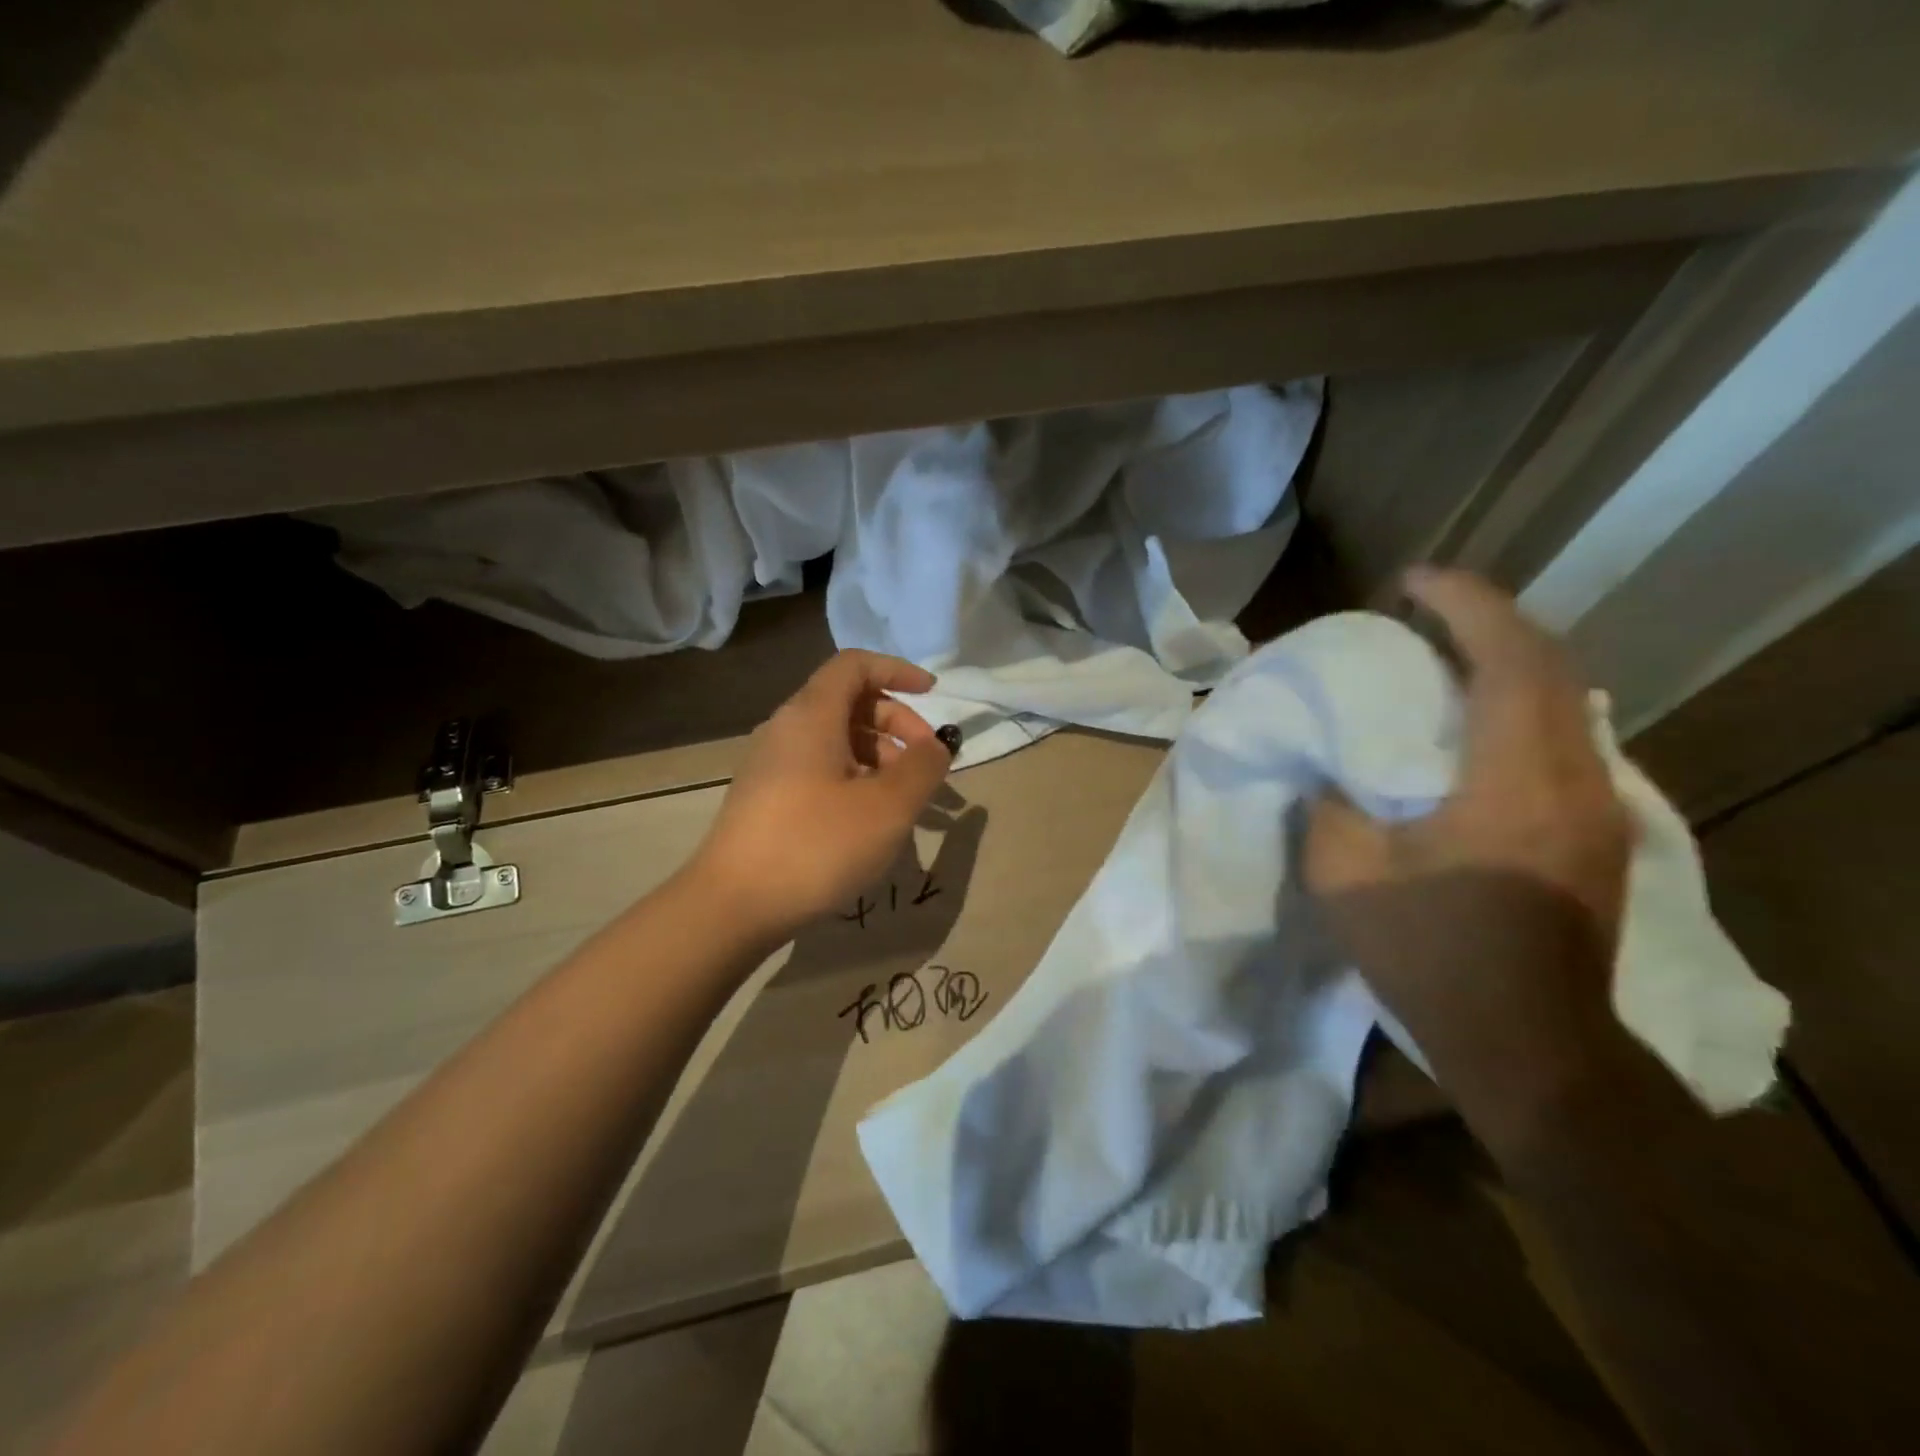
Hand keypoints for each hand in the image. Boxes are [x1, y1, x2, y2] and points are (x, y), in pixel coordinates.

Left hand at [685, 650, 955, 943]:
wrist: (732, 906)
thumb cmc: (816, 845)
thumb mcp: (887, 806)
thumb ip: (922, 767)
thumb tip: (936, 745)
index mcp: (811, 715)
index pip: (855, 665)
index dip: (897, 670)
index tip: (933, 695)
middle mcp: (786, 729)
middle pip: (849, 703)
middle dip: (897, 724)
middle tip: (928, 763)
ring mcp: (770, 764)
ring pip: (835, 740)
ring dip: (880, 757)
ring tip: (907, 800)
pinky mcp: (765, 798)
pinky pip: (819, 768)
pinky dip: (854, 778)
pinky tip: (870, 819)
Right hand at [1305, 569, 1635, 1149]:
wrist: (1530, 1046)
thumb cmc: (1431, 954)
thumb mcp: (1344, 874)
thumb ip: (1328, 802)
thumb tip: (1325, 766)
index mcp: (1514, 780)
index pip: (1507, 658)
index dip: (1463, 604)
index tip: (1410, 581)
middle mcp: (1573, 778)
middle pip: (1549, 664)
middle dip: (1487, 619)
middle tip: (1420, 610)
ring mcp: (1597, 808)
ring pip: (1564, 699)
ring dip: (1506, 661)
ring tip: (1440, 655)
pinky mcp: (1596, 833)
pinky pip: (1561, 737)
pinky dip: (1517, 704)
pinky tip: (1472, 722)